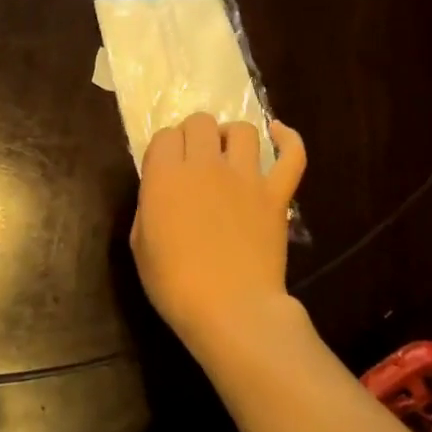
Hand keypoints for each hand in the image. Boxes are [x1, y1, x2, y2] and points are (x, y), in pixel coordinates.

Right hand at [130, 113, 306, 354]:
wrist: (230, 309)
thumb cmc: (174, 284)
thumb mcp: (140, 244)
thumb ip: (149, 206)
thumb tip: (161, 191)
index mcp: (165, 176)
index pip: (164, 136)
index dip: (164, 148)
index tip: (164, 168)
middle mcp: (204, 165)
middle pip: (200, 122)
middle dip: (194, 135)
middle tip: (193, 160)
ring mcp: (245, 176)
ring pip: (242, 130)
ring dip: (231, 136)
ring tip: (228, 154)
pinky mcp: (276, 194)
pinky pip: (291, 155)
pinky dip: (288, 139)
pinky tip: (278, 134)